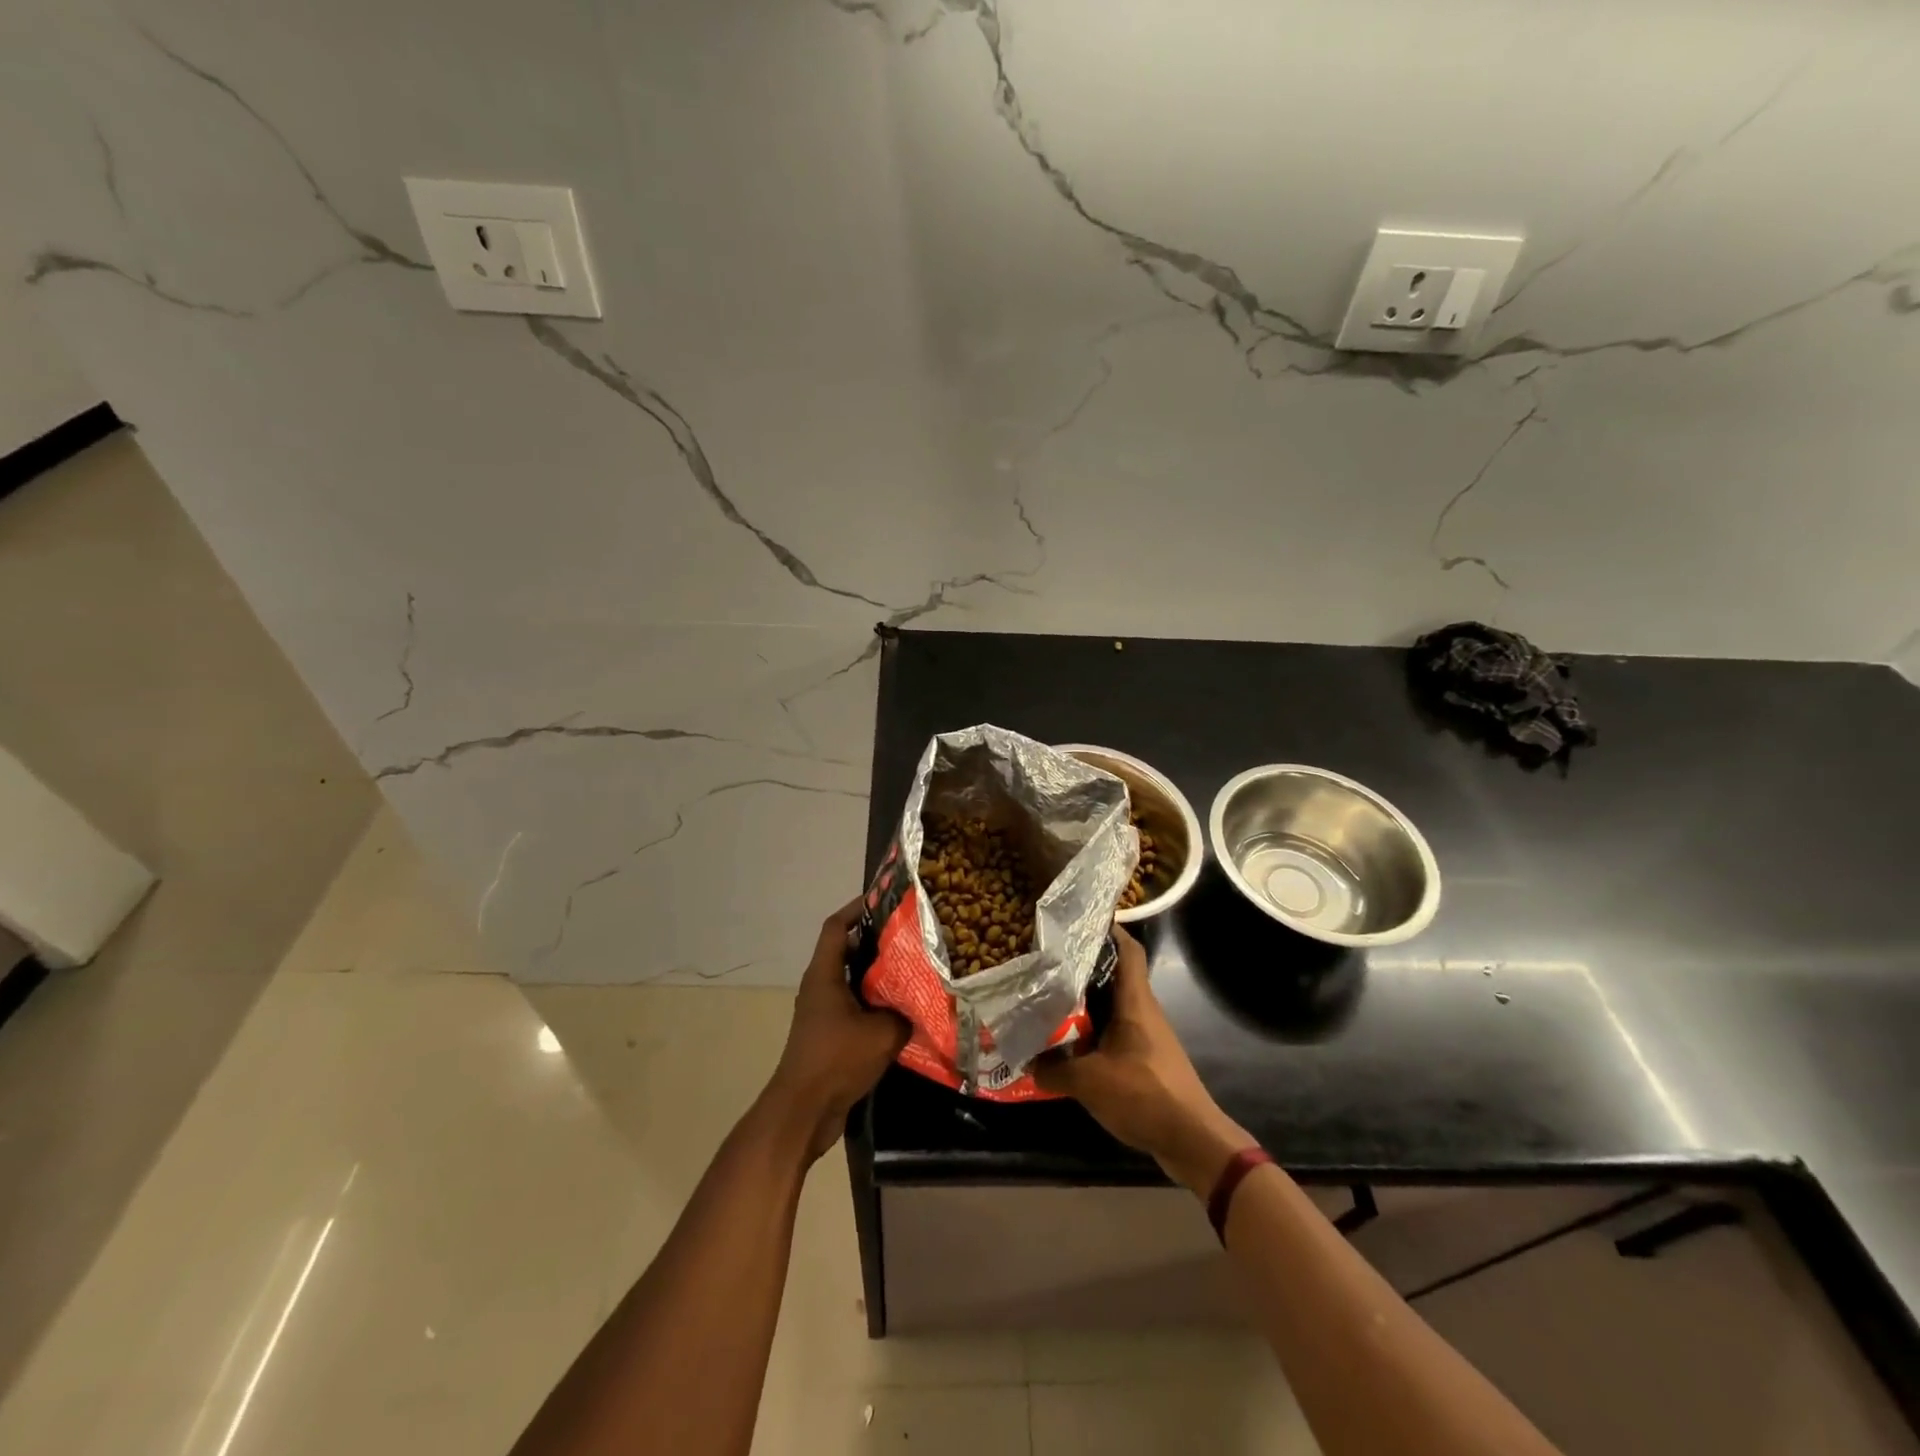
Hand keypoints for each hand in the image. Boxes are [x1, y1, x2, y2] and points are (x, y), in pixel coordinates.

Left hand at [765, 898, 910, 1163]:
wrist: (803, 1111)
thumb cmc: (837, 1059)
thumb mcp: (883, 1032)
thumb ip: (906, 1012)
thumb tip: (929, 999)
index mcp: (824, 974)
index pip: (837, 926)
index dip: (857, 908)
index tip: (885, 899)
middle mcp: (819, 986)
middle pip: (847, 951)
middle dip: (876, 941)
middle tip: (910, 936)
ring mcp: (822, 1011)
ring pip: (852, 980)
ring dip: (877, 975)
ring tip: (912, 969)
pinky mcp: (828, 1034)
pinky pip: (854, 1006)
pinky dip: (874, 1002)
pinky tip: (902, 1010)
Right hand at [1033, 926, 1251, 1193]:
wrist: (1192, 1140)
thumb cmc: (1144, 1094)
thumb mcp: (1089, 1082)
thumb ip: (1054, 1069)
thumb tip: (1027, 1061)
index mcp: (1134, 1001)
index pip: (1127, 949)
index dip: (1107, 930)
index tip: (1077, 923)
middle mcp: (1143, 1010)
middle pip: (1114, 976)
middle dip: (1082, 968)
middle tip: (1047, 964)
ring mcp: (1147, 1036)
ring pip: (1112, 1006)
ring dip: (1085, 1004)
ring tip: (1050, 1001)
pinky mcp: (1146, 1059)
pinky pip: (1115, 1033)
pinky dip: (1093, 1033)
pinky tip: (1069, 1045)